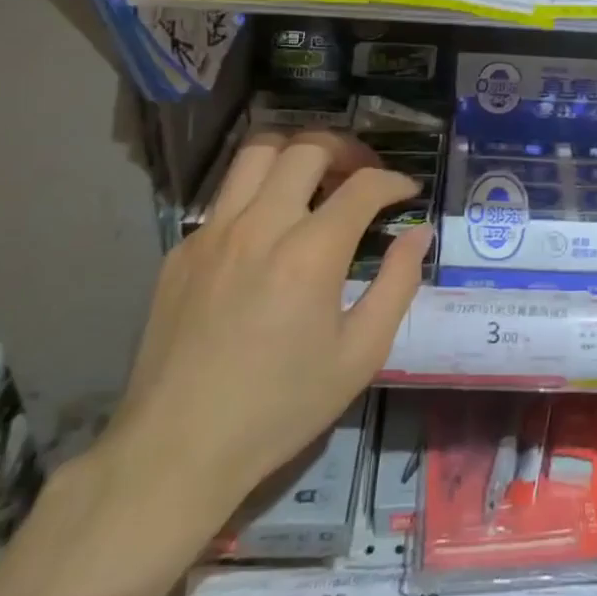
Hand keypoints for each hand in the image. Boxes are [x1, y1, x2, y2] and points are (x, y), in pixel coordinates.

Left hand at [95, 130, 431, 559]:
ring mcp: (213, 233)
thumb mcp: (360, 354)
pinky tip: (271, 225)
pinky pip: (226, 193)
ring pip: (257, 152)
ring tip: (318, 178)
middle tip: (364, 174)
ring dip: (297, 152)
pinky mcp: (182, 249)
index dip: (394, 181)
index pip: (362, 186)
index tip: (408, 192)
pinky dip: (259, 188)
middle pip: (306, 148)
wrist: (178, 448)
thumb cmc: (281, 406)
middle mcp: (259, 226)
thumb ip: (397, 283)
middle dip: (347, 150)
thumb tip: (418, 233)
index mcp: (310, 253)